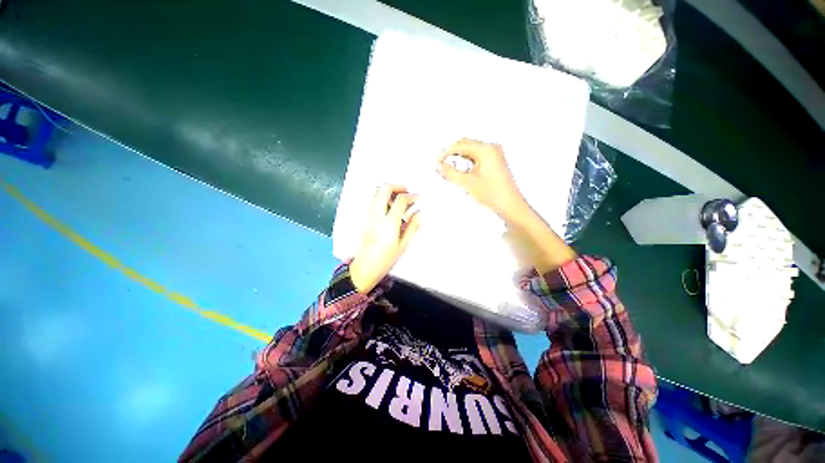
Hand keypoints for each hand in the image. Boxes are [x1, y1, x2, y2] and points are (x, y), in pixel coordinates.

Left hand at [349, 184, 420, 293]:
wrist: (364, 267)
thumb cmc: (386, 259)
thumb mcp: (403, 245)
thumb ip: (412, 226)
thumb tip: (419, 212)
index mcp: (389, 223)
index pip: (400, 200)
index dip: (411, 196)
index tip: (418, 198)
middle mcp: (377, 215)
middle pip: (384, 188)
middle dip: (397, 186)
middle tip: (407, 192)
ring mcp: (369, 215)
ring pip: (376, 192)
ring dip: (388, 191)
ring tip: (399, 200)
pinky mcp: (365, 218)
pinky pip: (372, 200)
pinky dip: (382, 197)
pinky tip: (390, 208)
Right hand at [437, 138, 575, 272]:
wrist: (511, 206)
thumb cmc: (493, 194)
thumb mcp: (468, 183)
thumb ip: (451, 173)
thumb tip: (439, 166)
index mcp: (486, 149)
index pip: (461, 144)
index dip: (446, 152)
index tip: (437, 162)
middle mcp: (492, 148)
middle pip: (466, 146)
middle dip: (452, 155)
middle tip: (442, 167)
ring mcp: (495, 155)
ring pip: (471, 152)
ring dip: (459, 160)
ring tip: (451, 172)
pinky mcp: (495, 163)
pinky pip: (477, 159)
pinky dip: (467, 164)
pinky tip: (462, 174)